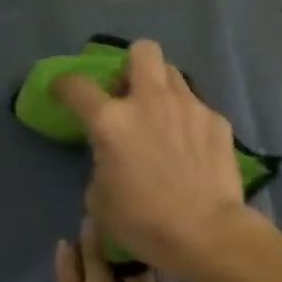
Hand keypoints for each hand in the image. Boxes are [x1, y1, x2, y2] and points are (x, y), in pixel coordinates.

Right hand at [51, 38, 249, 271]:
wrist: (206, 230)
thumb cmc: (144, 222)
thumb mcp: (100, 199)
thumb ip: (102, 163)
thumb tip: (113, 157)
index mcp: (112, 121)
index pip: (76, 85)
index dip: (64, 84)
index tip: (64, 91)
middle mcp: (151, 101)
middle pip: (143, 51)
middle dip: (132, 64)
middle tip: (130, 93)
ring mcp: (190, 106)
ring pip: (174, 75)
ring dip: (163, 89)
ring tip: (163, 118)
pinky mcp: (217, 120)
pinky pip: (198, 107)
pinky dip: (190, 120)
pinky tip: (193, 147)